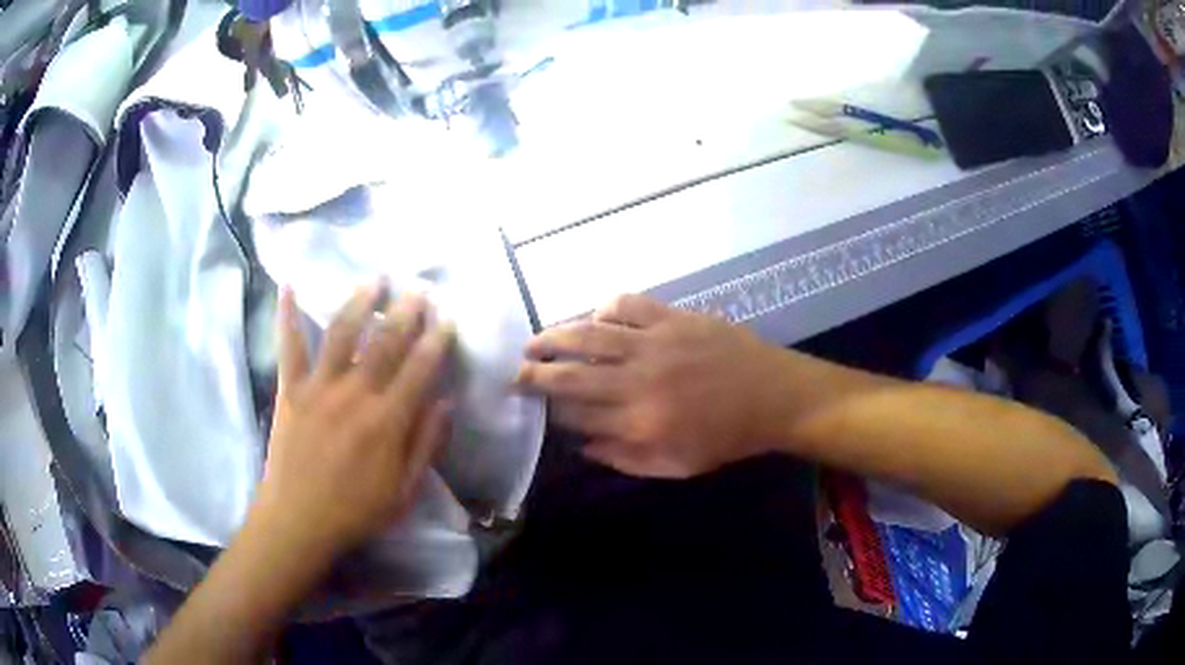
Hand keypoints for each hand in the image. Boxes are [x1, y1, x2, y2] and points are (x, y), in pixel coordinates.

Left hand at [253, 283, 453, 561]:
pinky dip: (287, 315)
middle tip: (418, 289)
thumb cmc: (356, 511)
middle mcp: (354, 394)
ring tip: (374, 280)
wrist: (298, 520)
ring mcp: (318, 387)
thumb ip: (426, 445)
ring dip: (360, 303)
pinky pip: (288, 346)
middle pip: (385, 342)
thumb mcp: (404, 491)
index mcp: (387, 421)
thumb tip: (445, 402)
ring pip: (341, 333)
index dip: (437, 340)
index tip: (448, 318)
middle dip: (405, 312)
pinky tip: (288, 286)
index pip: (419, 369)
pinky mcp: (291, 390)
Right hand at [517, 295, 785, 477]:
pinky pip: (626, 304)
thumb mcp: (676, 466)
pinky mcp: (672, 317)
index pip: (576, 416)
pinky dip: (604, 309)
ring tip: (533, 341)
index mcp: (639, 423)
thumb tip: (583, 445)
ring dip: (554, 336)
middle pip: (571, 374)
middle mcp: (638, 381)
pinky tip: (595, 318)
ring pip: (589, 334)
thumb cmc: (726, 438)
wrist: (772, 396)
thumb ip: (625, 459)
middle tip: (514, 372)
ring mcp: (654, 343)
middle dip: (535, 373)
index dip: (550, 411)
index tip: (535, 408)